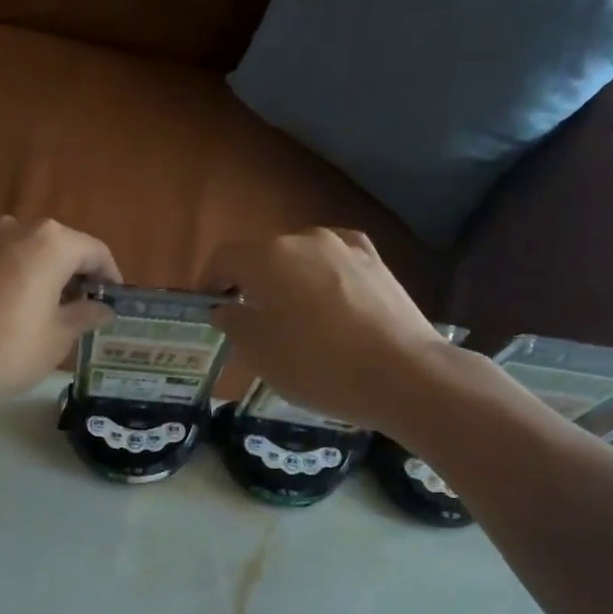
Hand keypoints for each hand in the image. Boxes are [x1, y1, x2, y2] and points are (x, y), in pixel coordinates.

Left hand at [0, 217, 119, 409]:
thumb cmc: (10, 349)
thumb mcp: (59, 337)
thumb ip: (86, 314)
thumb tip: (104, 308)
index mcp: (52, 243)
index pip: (95, 251)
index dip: (110, 277)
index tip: (114, 302)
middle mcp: (20, 229)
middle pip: (63, 246)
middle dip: (78, 275)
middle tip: (87, 309)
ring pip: (32, 252)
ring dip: (49, 275)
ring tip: (55, 311)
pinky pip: (6, 261)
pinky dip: (22, 278)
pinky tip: (22, 310)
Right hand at [201, 229, 451, 433]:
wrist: (403, 375)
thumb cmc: (318, 367)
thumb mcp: (260, 355)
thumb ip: (234, 324)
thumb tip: (225, 308)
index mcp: (268, 258)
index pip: (224, 259)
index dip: (210, 283)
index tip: (209, 309)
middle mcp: (305, 239)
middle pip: (264, 256)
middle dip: (251, 283)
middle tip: (251, 321)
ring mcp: (345, 247)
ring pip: (301, 259)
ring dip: (288, 281)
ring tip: (295, 319)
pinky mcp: (376, 261)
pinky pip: (334, 264)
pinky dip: (322, 279)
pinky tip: (330, 306)